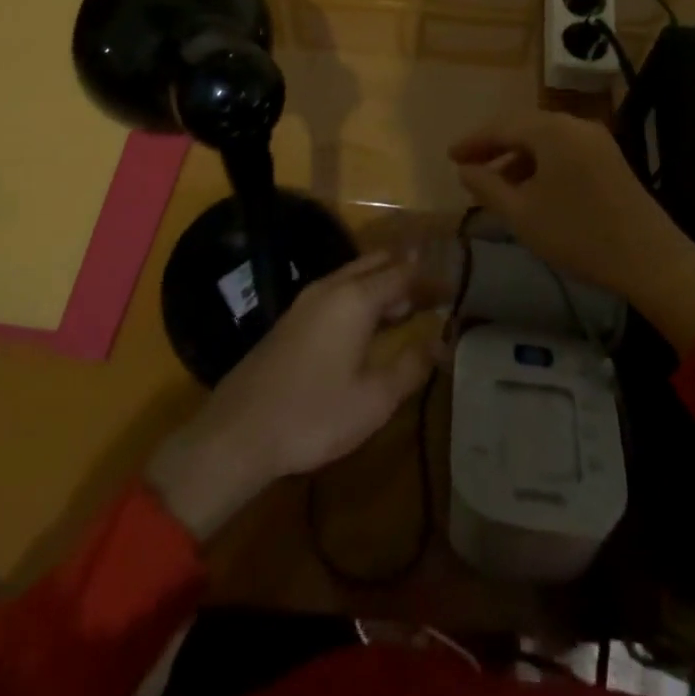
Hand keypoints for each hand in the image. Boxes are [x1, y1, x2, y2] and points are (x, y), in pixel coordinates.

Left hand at [145, 252, 437, 540]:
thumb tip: (440, 341)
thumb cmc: (314, 415)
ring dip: (382, 284)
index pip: (403, 275)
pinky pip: (337, 291)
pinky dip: (361, 295)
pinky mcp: (292, 318)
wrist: (239, 431)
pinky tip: (368, 323)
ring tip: (408, 307)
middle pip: (377, 265)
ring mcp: (307, 300)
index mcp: (355, 299)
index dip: (430, 281)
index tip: (454, 290)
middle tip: (434, 294)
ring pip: (354, 276)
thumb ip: (411, 365)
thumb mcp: (374, 399)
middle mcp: (331, 287)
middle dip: (407, 274)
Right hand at [449, 110, 694, 353]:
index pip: (501, 126)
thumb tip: (465, 169)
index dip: (472, 141)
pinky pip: (564, 150)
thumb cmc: (578, 235)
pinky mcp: (610, 158)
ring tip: (495, 183)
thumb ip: (487, 187)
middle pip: (524, 127)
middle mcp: (575, 125)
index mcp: (552, 130)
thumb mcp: (522, 214)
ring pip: (545, 139)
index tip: (449, 156)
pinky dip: (541, 163)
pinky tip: (531, 189)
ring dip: (518, 157)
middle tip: (468, 165)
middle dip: (494, 146)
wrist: (651, 259)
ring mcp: (597, 140)